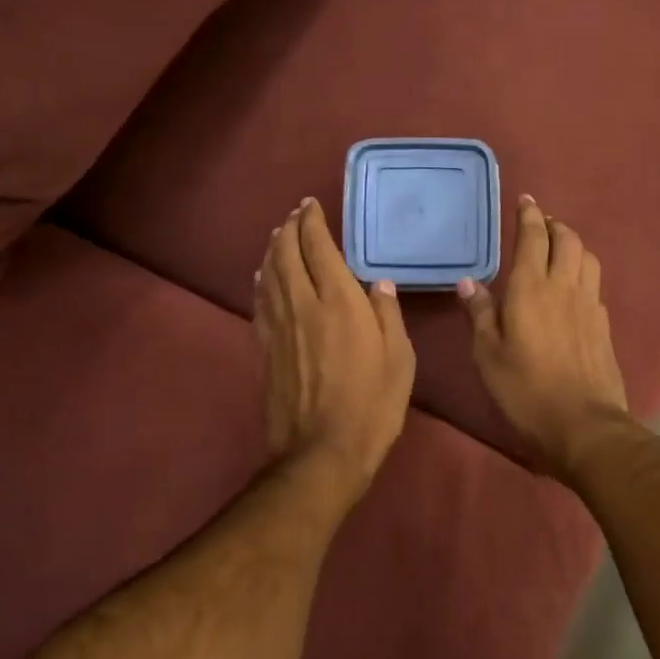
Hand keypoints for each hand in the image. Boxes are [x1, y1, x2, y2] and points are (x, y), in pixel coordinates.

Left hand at [256, 197, 415, 504]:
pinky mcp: (266, 349)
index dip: (312, 223)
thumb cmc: (371, 406)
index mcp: (340, 303)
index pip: (319, 249)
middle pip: (287, 255)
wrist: (322, 452)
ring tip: (277, 236)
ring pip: (269, 276)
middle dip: (289, 229)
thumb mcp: (399, 361)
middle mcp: (304, 305)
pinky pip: (260, 303)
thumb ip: (388, 316)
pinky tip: (262, 276)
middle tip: (294, 215)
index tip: (311, 206)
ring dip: (272, 251)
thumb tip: (378, 284)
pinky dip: (261, 282)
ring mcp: (280, 327)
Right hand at [458, 197, 629, 478]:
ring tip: (559, 247)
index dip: (529, 215)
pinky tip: (574, 287)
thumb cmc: (525, 390)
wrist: (583, 423)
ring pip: (587, 257)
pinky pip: (594, 284)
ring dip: (573, 244)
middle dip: (554, 224)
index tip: (526, 200)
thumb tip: (469, 282)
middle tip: (540, 222)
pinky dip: (583, 272)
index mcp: (530, 289)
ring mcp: (589, 304)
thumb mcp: (488, 355)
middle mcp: (564, 287)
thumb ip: (479, 314)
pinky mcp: (604, 324)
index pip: (533, 237)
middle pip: (567, 240)